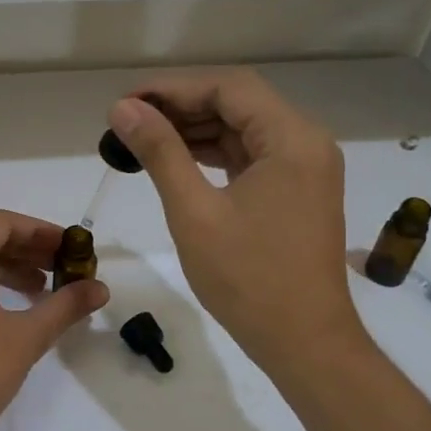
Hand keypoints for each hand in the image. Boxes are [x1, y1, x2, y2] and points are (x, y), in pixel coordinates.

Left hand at [0, 210, 109, 430]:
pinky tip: (10, 307)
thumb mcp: (26, 337)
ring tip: (42, 288)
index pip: (1, 223)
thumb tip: (100, 288)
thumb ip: (65, 306)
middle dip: (25, 249)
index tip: (68, 247)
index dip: (39, 230)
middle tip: (61, 266)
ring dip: (6, 268)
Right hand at [109, 70, 367, 380]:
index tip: (127, 103)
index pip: (229, 88)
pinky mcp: (297, 192)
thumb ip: (160, 152)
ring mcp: (305, 169)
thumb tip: (124, 108)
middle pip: (239, 104)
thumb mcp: (194, 212)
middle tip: (128, 123)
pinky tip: (178, 162)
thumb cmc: (248, 279)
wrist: (304, 342)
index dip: (173, 88)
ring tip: (143, 141)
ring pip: (244, 130)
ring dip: (195, 131)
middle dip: (182, 108)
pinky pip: (252, 157)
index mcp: (292, 139)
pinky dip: (214, 155)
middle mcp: (306, 143)